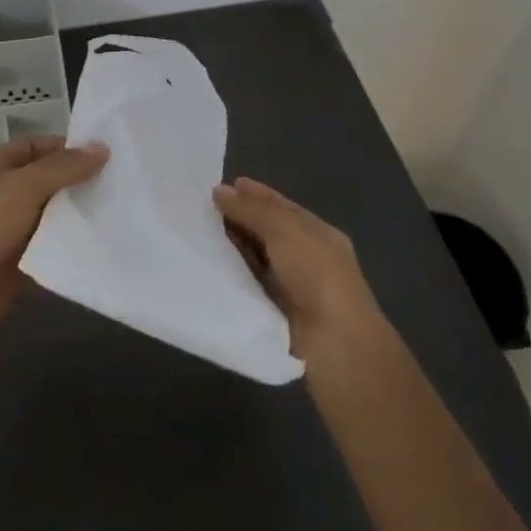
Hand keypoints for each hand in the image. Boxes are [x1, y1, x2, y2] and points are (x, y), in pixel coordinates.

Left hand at [0, 134, 108, 345]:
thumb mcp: (22, 188)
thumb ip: (62, 168)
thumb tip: (102, 149)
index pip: (35, 146)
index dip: (67, 147)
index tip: (105, 154)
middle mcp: (0, 195)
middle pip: (46, 180)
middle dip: (78, 181)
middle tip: (121, 182)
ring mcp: (9, 231)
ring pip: (51, 215)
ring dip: (78, 213)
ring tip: (121, 209)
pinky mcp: (19, 264)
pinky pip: (51, 248)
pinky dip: (71, 245)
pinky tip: (103, 242)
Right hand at [214, 176, 384, 361]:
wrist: (334, 344)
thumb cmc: (317, 276)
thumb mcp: (285, 230)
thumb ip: (252, 209)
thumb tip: (220, 191)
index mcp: (317, 233)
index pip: (281, 206)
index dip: (254, 194)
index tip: (220, 186)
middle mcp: (306, 257)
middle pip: (267, 231)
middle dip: (238, 218)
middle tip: (199, 207)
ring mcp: (291, 286)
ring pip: (255, 258)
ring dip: (231, 246)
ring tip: (195, 232)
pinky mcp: (275, 312)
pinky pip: (248, 284)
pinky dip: (231, 274)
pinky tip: (206, 266)